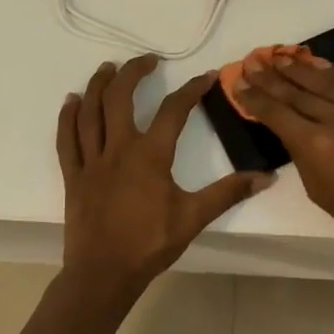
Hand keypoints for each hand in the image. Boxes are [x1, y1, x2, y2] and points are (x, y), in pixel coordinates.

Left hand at [56, 54, 271, 304]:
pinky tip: (70, 101)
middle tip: (147, 60)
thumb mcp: (194, 217)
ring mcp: (92, 161)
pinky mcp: (73, 175)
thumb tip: (267, 177)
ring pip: (90, 112)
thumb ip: (228, 193)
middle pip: (120, 97)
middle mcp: (118, 148)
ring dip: (97, 85)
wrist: (104, 274)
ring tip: (107, 68)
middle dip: (133, 72)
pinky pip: (66, 139)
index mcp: (150, 155)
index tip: (206, 75)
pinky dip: (67, 117)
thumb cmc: (150, 244)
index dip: (191, 89)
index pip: (174, 110)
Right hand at [235, 54, 333, 260]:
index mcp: (315, 145)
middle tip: (252, 62)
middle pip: (296, 91)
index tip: (238, 83)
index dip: (254, 97)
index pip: (276, 113)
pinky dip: (331, 71)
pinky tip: (317, 63)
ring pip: (324, 80)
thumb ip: (302, 155)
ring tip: (279, 56)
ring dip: (298, 67)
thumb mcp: (319, 189)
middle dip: (270, 76)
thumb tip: (293, 131)